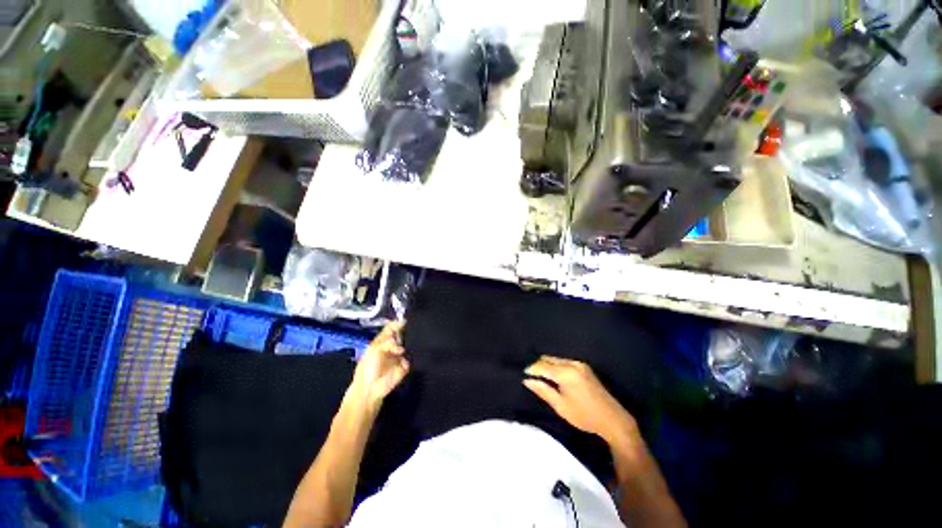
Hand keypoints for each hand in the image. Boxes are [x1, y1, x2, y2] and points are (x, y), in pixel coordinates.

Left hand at [348, 321, 409, 409]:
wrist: (370, 389)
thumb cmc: (368, 367)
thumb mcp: (374, 349)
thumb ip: (388, 342)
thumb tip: (402, 346)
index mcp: (383, 341)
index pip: (391, 328)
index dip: (397, 323)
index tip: (405, 321)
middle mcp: (393, 346)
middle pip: (402, 334)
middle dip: (407, 332)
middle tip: (410, 331)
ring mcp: (400, 356)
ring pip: (409, 345)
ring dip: (410, 343)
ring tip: (409, 344)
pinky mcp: (405, 366)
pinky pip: (411, 358)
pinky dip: (411, 356)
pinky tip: (410, 355)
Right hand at [524, 356, 637, 444]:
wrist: (613, 419)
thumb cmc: (584, 416)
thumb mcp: (561, 406)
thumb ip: (543, 390)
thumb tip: (526, 380)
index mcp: (565, 373)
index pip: (541, 365)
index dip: (530, 369)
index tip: (521, 374)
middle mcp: (571, 363)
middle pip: (548, 359)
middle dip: (537, 365)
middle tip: (529, 376)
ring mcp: (579, 363)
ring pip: (555, 359)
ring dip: (546, 365)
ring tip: (539, 376)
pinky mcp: (583, 366)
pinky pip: (563, 362)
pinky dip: (555, 366)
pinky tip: (552, 375)